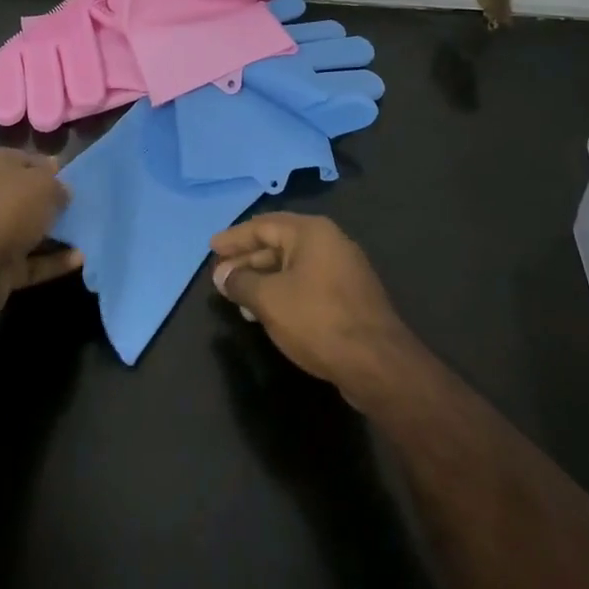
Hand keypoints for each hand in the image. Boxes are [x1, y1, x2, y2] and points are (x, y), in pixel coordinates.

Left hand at [0, 147, 77, 307]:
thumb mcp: (44, 184)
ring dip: (52, 234)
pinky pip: (27, 259)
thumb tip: (61, 191)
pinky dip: (50, 260)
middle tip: (80, 208)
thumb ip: (57, 184)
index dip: (50, 168)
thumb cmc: (8, 208)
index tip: (72, 180)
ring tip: (86, 234)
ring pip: (24, 229)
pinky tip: (79, 259)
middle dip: (49, 203)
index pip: (24, 158)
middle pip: (22, 196)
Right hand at [210, 213, 412, 398]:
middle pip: (279, 244)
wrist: (377, 363)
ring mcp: (343, 269)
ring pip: (292, 266)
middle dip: (247, 260)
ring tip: (237, 298)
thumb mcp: (269, 300)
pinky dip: (283, 292)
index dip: (234, 238)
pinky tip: (266, 312)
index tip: (211, 249)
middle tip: (220, 276)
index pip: (263, 225)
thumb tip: (222, 275)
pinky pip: (307, 284)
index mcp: (312, 232)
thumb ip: (241, 282)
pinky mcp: (349, 296)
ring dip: (263, 279)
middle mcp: (329, 242)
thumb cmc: (318, 320)